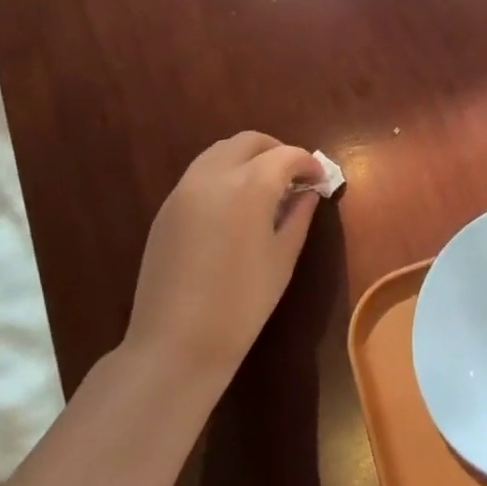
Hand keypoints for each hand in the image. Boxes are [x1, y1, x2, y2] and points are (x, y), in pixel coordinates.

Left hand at [124, 132, 324, 387]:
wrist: (176, 343)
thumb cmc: (242, 303)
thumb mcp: (282, 258)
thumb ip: (298, 216)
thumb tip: (307, 194)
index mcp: (249, 186)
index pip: (286, 155)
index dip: (308, 164)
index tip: (320, 180)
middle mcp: (213, 176)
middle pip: (249, 142)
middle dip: (277, 151)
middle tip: (294, 177)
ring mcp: (184, 190)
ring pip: (220, 152)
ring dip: (248, 158)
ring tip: (265, 188)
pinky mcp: (166, 209)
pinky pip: (200, 174)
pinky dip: (224, 174)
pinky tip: (235, 206)